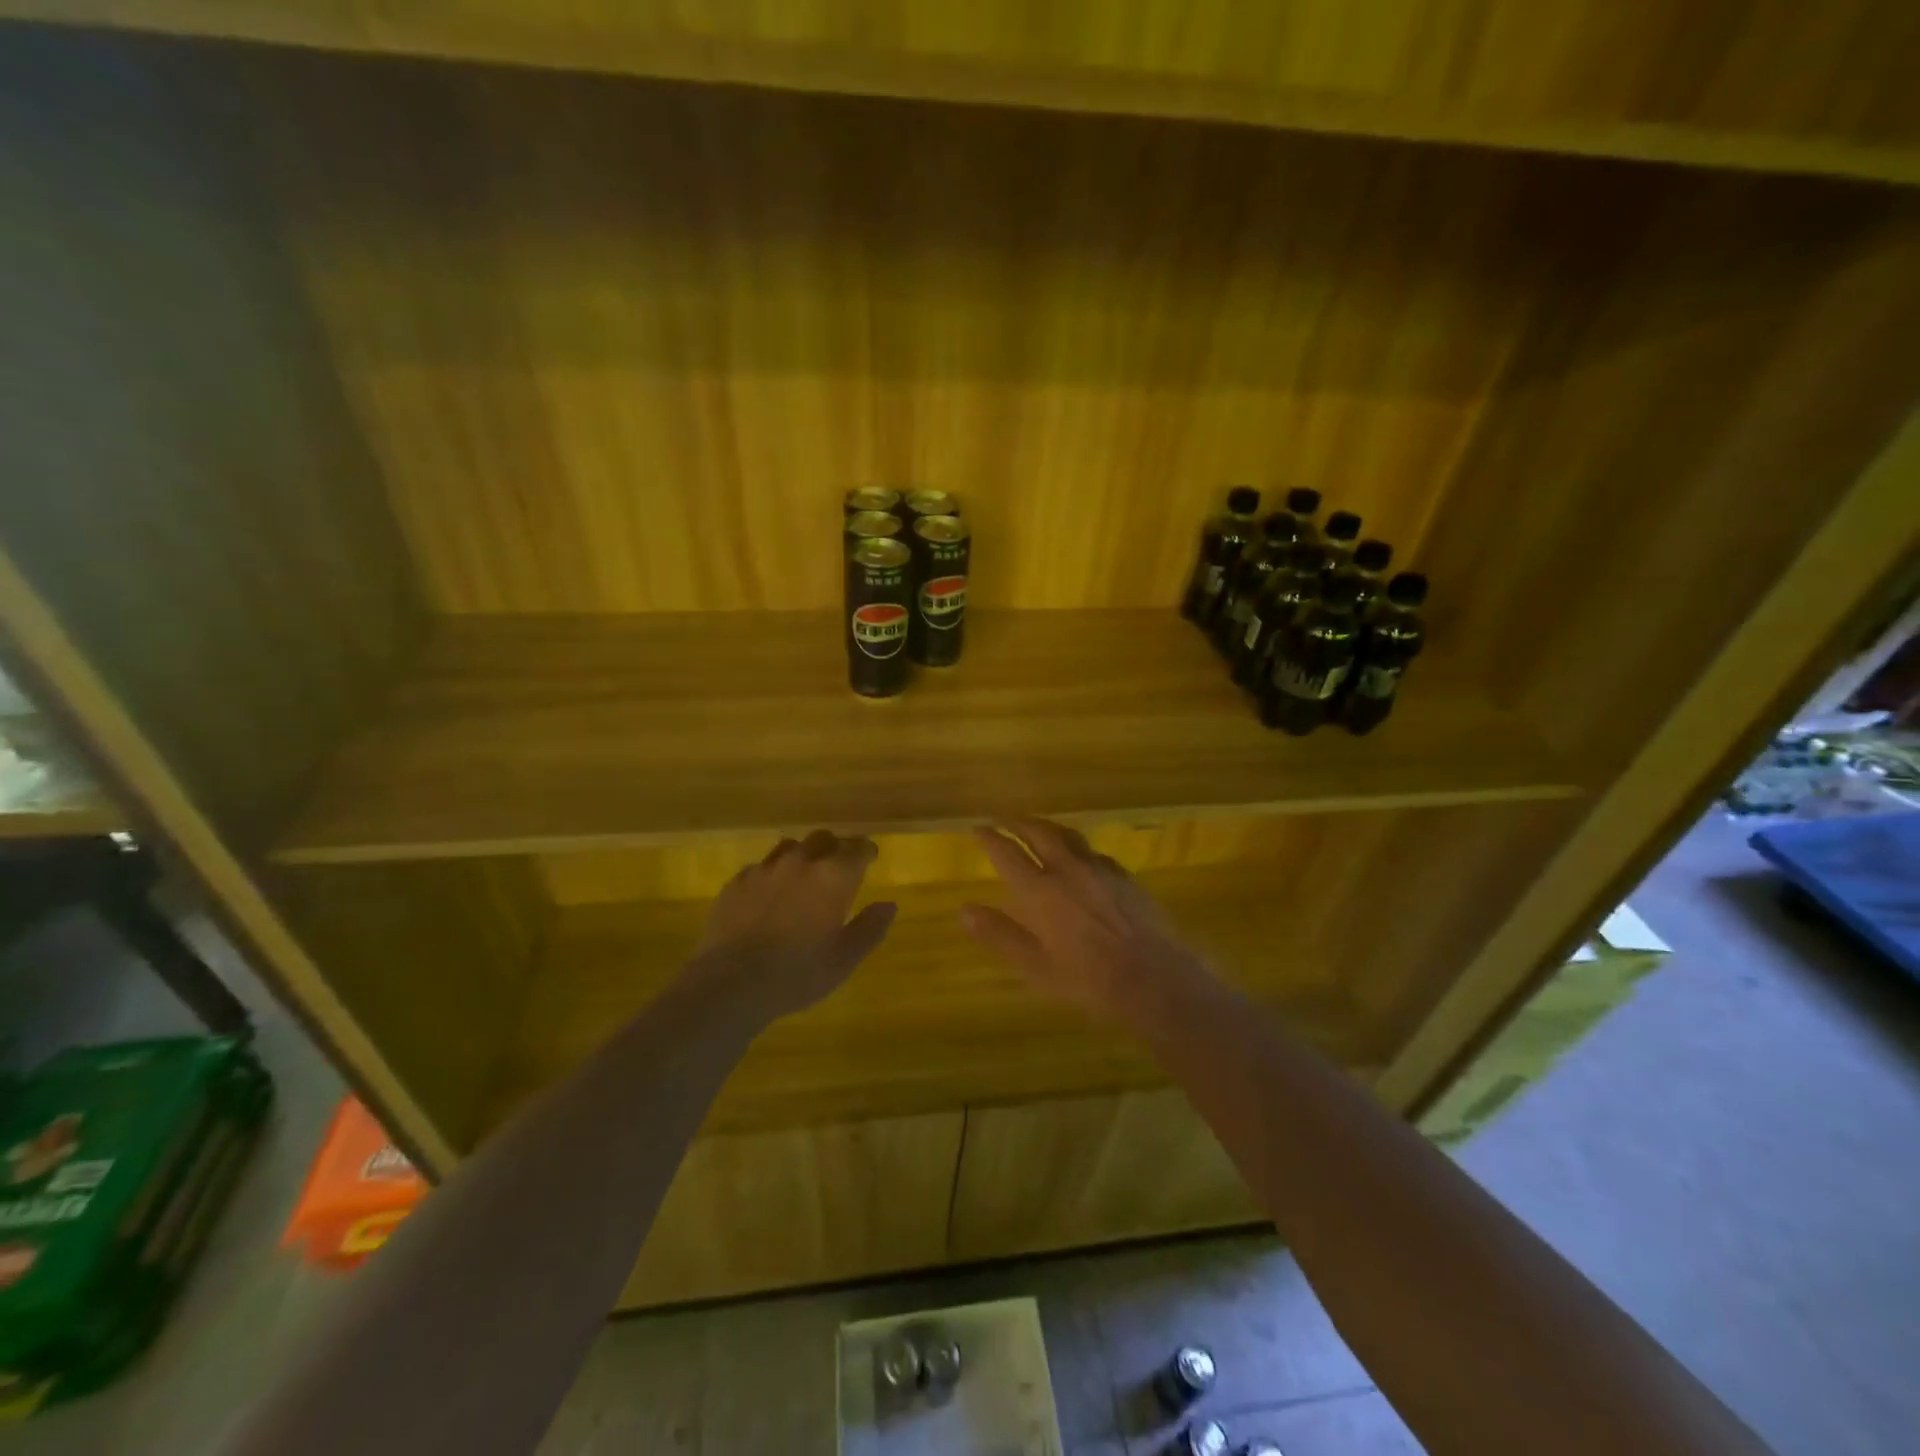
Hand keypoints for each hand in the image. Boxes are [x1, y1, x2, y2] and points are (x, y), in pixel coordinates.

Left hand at [687, 830, 896, 1022]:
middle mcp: (800, 862)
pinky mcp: (736, 882)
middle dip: (835, 847)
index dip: (866, 851)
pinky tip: (769, 894)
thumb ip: (870, 928)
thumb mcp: (844, 959)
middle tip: (838, 866)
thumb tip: (889, 905)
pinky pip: (760, 867)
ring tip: (803, 875)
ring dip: (802, 855)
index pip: (857, 849)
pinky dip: (772, 874)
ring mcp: (765, 869)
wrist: (731, 983)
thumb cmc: (798, 973)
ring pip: (790, 847)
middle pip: (823, 838)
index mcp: (833, 877)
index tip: (870, 857)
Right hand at [960, 818, 1208, 1018]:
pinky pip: (1094, 852)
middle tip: (1005, 818)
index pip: (1008, 854)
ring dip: (1048, 827)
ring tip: (1038, 827)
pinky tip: (1080, 857)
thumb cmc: (1087, 978)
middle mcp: (1067, 870)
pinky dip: (1077, 848)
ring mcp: (1099, 869)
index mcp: (1040, 891)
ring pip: (1068, 836)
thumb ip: (1000, 935)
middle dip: (1018, 822)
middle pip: (1039, 833)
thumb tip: (964, 910)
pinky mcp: (1124, 876)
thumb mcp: (1035, 966)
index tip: (978, 828)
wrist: (1152, 976)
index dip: (990, 838)